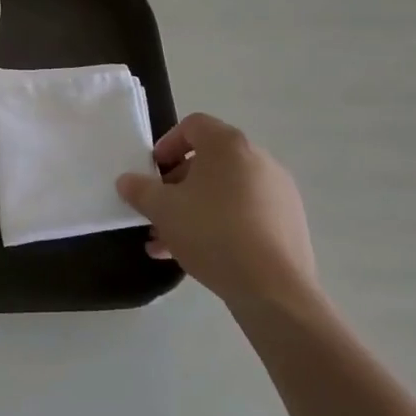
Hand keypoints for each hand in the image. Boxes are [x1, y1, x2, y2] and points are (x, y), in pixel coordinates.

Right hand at [117, 113, 319, 316]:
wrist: (274, 289)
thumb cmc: (212, 232)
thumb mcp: (163, 209)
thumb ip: (140, 190)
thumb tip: (126, 181)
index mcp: (229, 145)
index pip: (193, 126)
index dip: (167, 144)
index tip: (153, 172)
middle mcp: (258, 160)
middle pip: (209, 161)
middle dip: (177, 184)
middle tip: (159, 209)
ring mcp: (278, 192)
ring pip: (225, 192)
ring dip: (194, 209)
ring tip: (168, 241)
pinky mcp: (288, 223)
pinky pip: (246, 214)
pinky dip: (221, 225)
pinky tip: (198, 256)